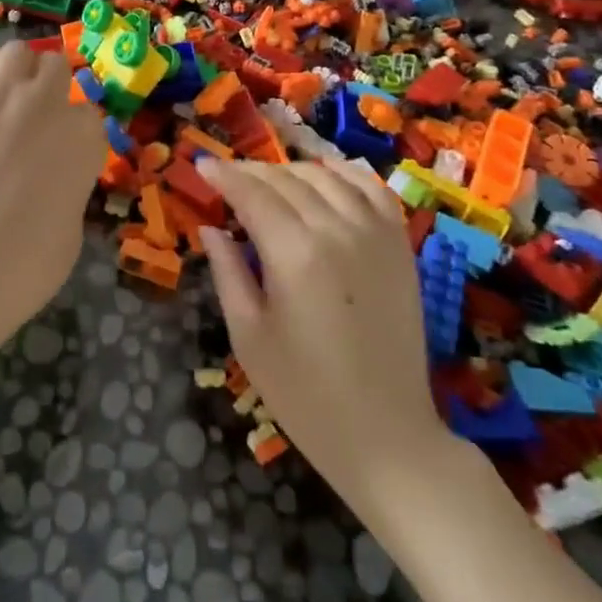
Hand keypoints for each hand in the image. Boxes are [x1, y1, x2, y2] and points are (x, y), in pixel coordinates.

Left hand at [0, 42, 106, 340]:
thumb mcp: (72, 228)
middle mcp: (45, 104)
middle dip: (53, 90)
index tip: (66, 151)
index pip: (90, 114)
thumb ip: (71, 183)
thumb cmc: (24, 268)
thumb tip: (56, 172)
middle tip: (38, 120)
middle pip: (57, 70)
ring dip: (20, 71)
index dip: (78, 133)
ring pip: (19, 52)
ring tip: (8, 99)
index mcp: (83, 138)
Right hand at [199, 160, 449, 509]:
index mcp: (294, 253)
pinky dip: (343, 174)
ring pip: (325, 177)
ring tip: (268, 183)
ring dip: (290, 171)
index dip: (223, 175)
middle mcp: (336, 229)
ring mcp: (375, 233)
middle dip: (250, 172)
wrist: (388, 436)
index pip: (251, 193)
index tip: (201, 165)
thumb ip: (228, 272)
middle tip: (227, 178)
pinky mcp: (400, 245)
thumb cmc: (306, 395)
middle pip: (285, 179)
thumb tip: (211, 228)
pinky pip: (371, 188)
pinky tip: (325, 178)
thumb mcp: (249, 337)